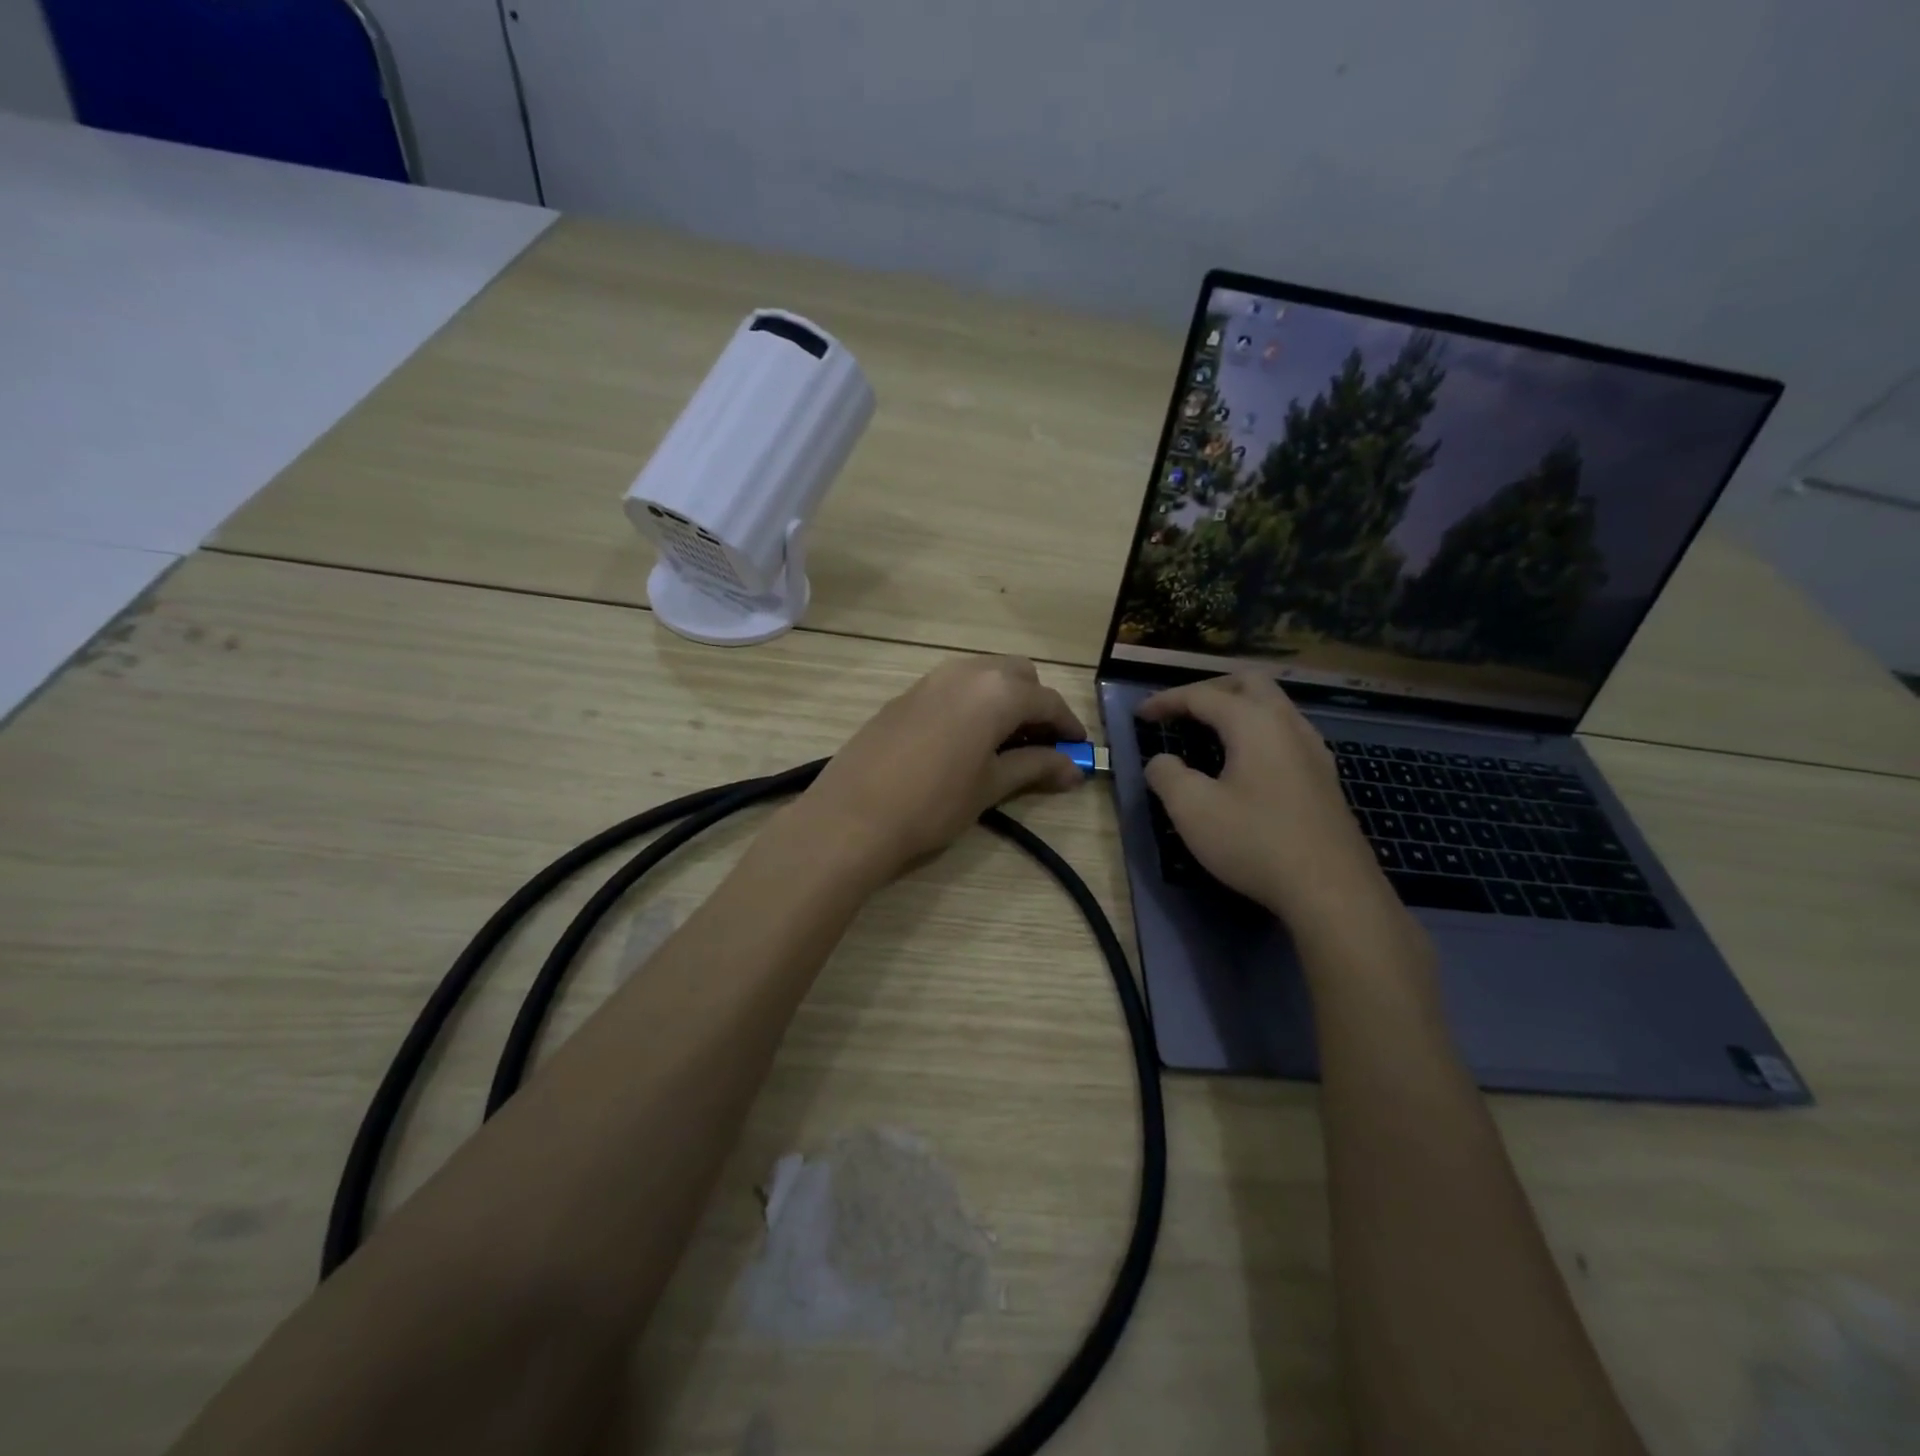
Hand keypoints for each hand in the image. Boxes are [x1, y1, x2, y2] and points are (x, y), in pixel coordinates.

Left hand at [797, 656, 1087, 881]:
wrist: (852, 817)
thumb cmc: (933, 804)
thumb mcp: (990, 786)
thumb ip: (1035, 767)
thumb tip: (1074, 769)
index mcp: (996, 691)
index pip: (1047, 700)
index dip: (1068, 725)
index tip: (1079, 751)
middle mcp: (966, 672)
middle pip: (1017, 675)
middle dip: (1036, 704)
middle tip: (1041, 745)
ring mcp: (930, 679)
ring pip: (983, 675)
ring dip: (1004, 700)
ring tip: (1004, 744)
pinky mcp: (904, 695)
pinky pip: (953, 687)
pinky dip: (972, 703)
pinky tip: (965, 740)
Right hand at [1140, 673, 1395, 936]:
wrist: (1331, 890)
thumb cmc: (1255, 842)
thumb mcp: (1192, 809)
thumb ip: (1166, 775)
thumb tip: (1161, 761)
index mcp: (1254, 722)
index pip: (1202, 695)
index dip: (1167, 700)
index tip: (1140, 715)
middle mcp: (1288, 724)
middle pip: (1249, 683)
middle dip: (1209, 689)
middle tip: (1181, 711)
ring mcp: (1313, 750)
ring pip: (1274, 706)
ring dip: (1238, 707)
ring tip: (1210, 731)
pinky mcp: (1325, 777)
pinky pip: (1286, 733)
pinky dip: (1257, 731)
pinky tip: (1246, 762)